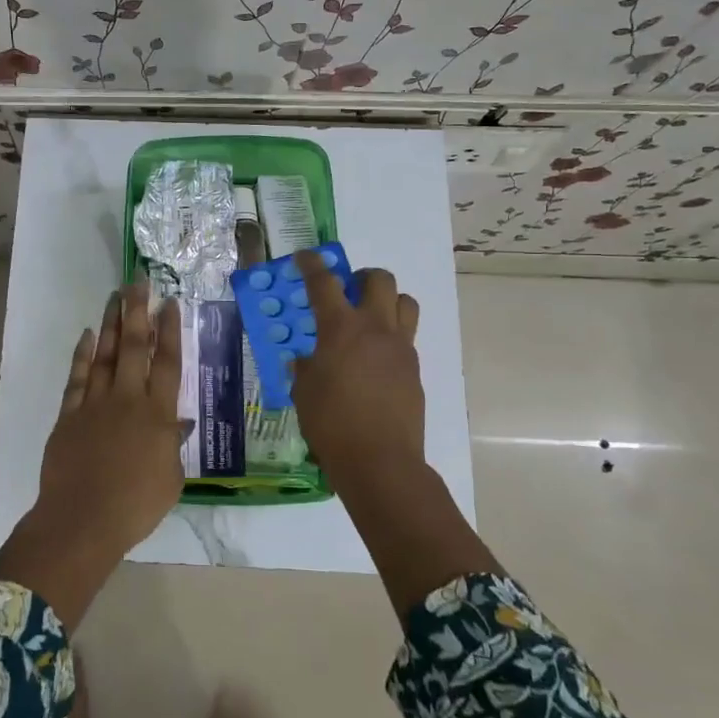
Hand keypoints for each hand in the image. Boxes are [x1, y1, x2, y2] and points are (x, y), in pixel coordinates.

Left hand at [35, 283, 186, 557]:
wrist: (82, 520)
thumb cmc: (135, 506)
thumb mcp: (170, 479)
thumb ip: (173, 445)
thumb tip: (178, 422)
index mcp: (157, 415)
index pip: (167, 363)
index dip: (170, 331)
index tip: (170, 303)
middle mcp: (128, 399)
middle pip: (135, 347)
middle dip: (138, 311)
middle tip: (138, 282)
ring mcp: (95, 404)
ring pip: (106, 354)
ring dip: (112, 324)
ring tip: (115, 297)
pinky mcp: (70, 414)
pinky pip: (78, 377)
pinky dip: (83, 354)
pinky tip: (88, 335)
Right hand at [288, 252, 499, 613]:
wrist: (380, 461)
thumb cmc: (331, 424)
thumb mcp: (304, 391)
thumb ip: (306, 366)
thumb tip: (308, 360)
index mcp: (341, 328)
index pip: (324, 282)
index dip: (312, 264)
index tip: (306, 256)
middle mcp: (375, 328)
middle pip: (379, 280)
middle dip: (361, 276)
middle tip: (347, 290)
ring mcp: (400, 348)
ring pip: (404, 302)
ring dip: (387, 300)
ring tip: (369, 318)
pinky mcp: (414, 370)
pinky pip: (406, 338)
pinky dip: (391, 336)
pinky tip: (374, 361)